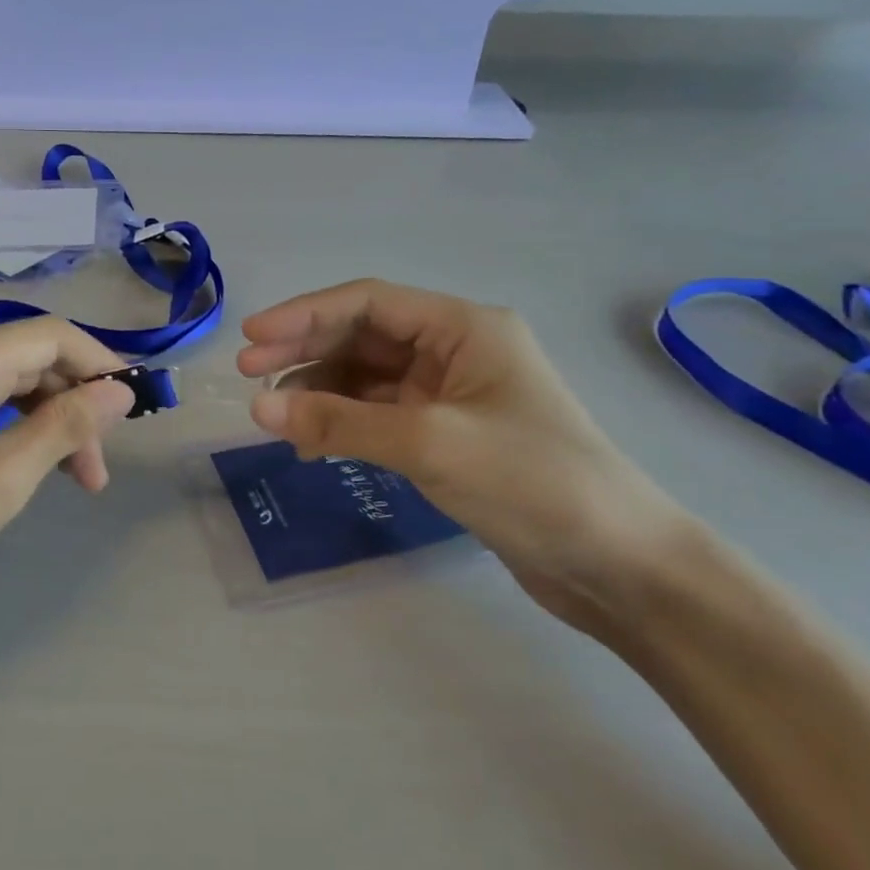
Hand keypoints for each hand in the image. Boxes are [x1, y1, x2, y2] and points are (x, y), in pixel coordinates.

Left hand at [0, 317, 135, 616]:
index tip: (134, 411)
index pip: (52, 336)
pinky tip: (19, 466)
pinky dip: (7, 428)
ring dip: (43, 422)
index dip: (101, 365)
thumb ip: (66, 426)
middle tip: (96, 472)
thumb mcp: (2, 478)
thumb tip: (120, 391)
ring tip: (69, 479)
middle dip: (73, 405)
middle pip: (28, 359)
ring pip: (2, 384)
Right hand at [238, 279, 699, 634]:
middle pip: (362, 336)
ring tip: (275, 419)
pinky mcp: (447, 435)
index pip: (368, 302)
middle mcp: (455, 350)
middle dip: (305, 352)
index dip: (304, 315)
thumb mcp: (429, 444)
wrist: (621, 566)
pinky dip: (342, 424)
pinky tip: (312, 445)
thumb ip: (340, 423)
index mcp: (463, 328)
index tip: (252, 341)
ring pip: (366, 377)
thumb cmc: (533, 483)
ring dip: (319, 392)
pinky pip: (378, 415)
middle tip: (249, 378)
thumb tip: (259, 411)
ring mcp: (451, 394)